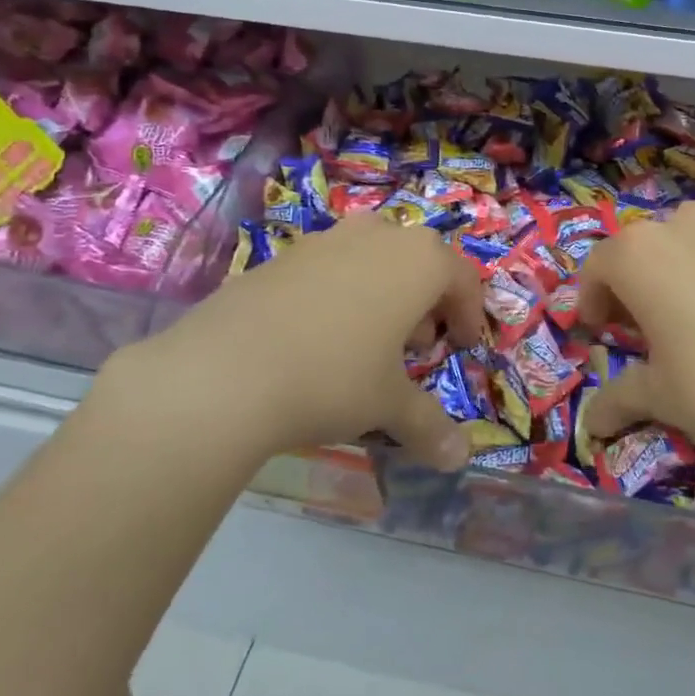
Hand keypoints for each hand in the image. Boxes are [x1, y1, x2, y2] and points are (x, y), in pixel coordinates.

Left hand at [120, 214, 481, 469]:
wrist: (225, 371)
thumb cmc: (333, 377)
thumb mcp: (388, 405)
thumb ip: (429, 425)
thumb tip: (459, 460)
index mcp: (418, 260)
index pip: (462, 278)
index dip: (469, 314)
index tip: (463, 347)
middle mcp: (377, 235)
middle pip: (418, 259)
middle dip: (425, 301)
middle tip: (417, 345)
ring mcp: (325, 240)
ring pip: (372, 257)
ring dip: (383, 292)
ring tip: (368, 340)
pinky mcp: (282, 255)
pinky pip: (329, 267)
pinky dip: (339, 293)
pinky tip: (317, 337)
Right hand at [578, 202, 694, 469]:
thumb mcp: (660, 398)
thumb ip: (617, 398)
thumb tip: (592, 424)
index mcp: (641, 253)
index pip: (599, 265)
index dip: (593, 299)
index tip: (602, 330)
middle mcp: (686, 224)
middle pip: (646, 248)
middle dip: (639, 283)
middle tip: (650, 327)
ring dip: (686, 270)